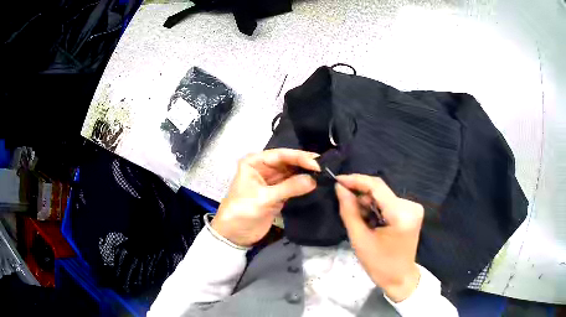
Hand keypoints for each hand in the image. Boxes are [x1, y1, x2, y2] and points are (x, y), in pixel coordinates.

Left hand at [212, 149, 319, 246]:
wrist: (234, 235)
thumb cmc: (242, 211)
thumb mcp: (264, 198)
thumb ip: (289, 188)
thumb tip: (314, 179)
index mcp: (255, 162)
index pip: (280, 155)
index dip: (299, 157)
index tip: (317, 163)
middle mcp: (264, 168)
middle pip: (288, 162)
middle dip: (305, 163)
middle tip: (326, 165)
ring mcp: (272, 181)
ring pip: (292, 173)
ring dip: (306, 173)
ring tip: (325, 173)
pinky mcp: (278, 193)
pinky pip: (293, 185)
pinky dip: (304, 184)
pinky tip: (317, 183)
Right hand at [335, 174, 423, 301]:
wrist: (399, 278)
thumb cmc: (379, 264)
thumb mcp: (360, 239)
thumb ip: (349, 211)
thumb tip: (340, 188)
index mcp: (401, 214)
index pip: (377, 186)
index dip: (356, 180)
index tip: (337, 180)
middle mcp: (411, 206)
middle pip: (380, 190)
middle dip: (361, 195)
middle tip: (345, 205)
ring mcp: (413, 207)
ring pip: (383, 195)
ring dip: (367, 203)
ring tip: (360, 220)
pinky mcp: (411, 211)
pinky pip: (388, 202)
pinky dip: (376, 207)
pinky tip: (370, 220)